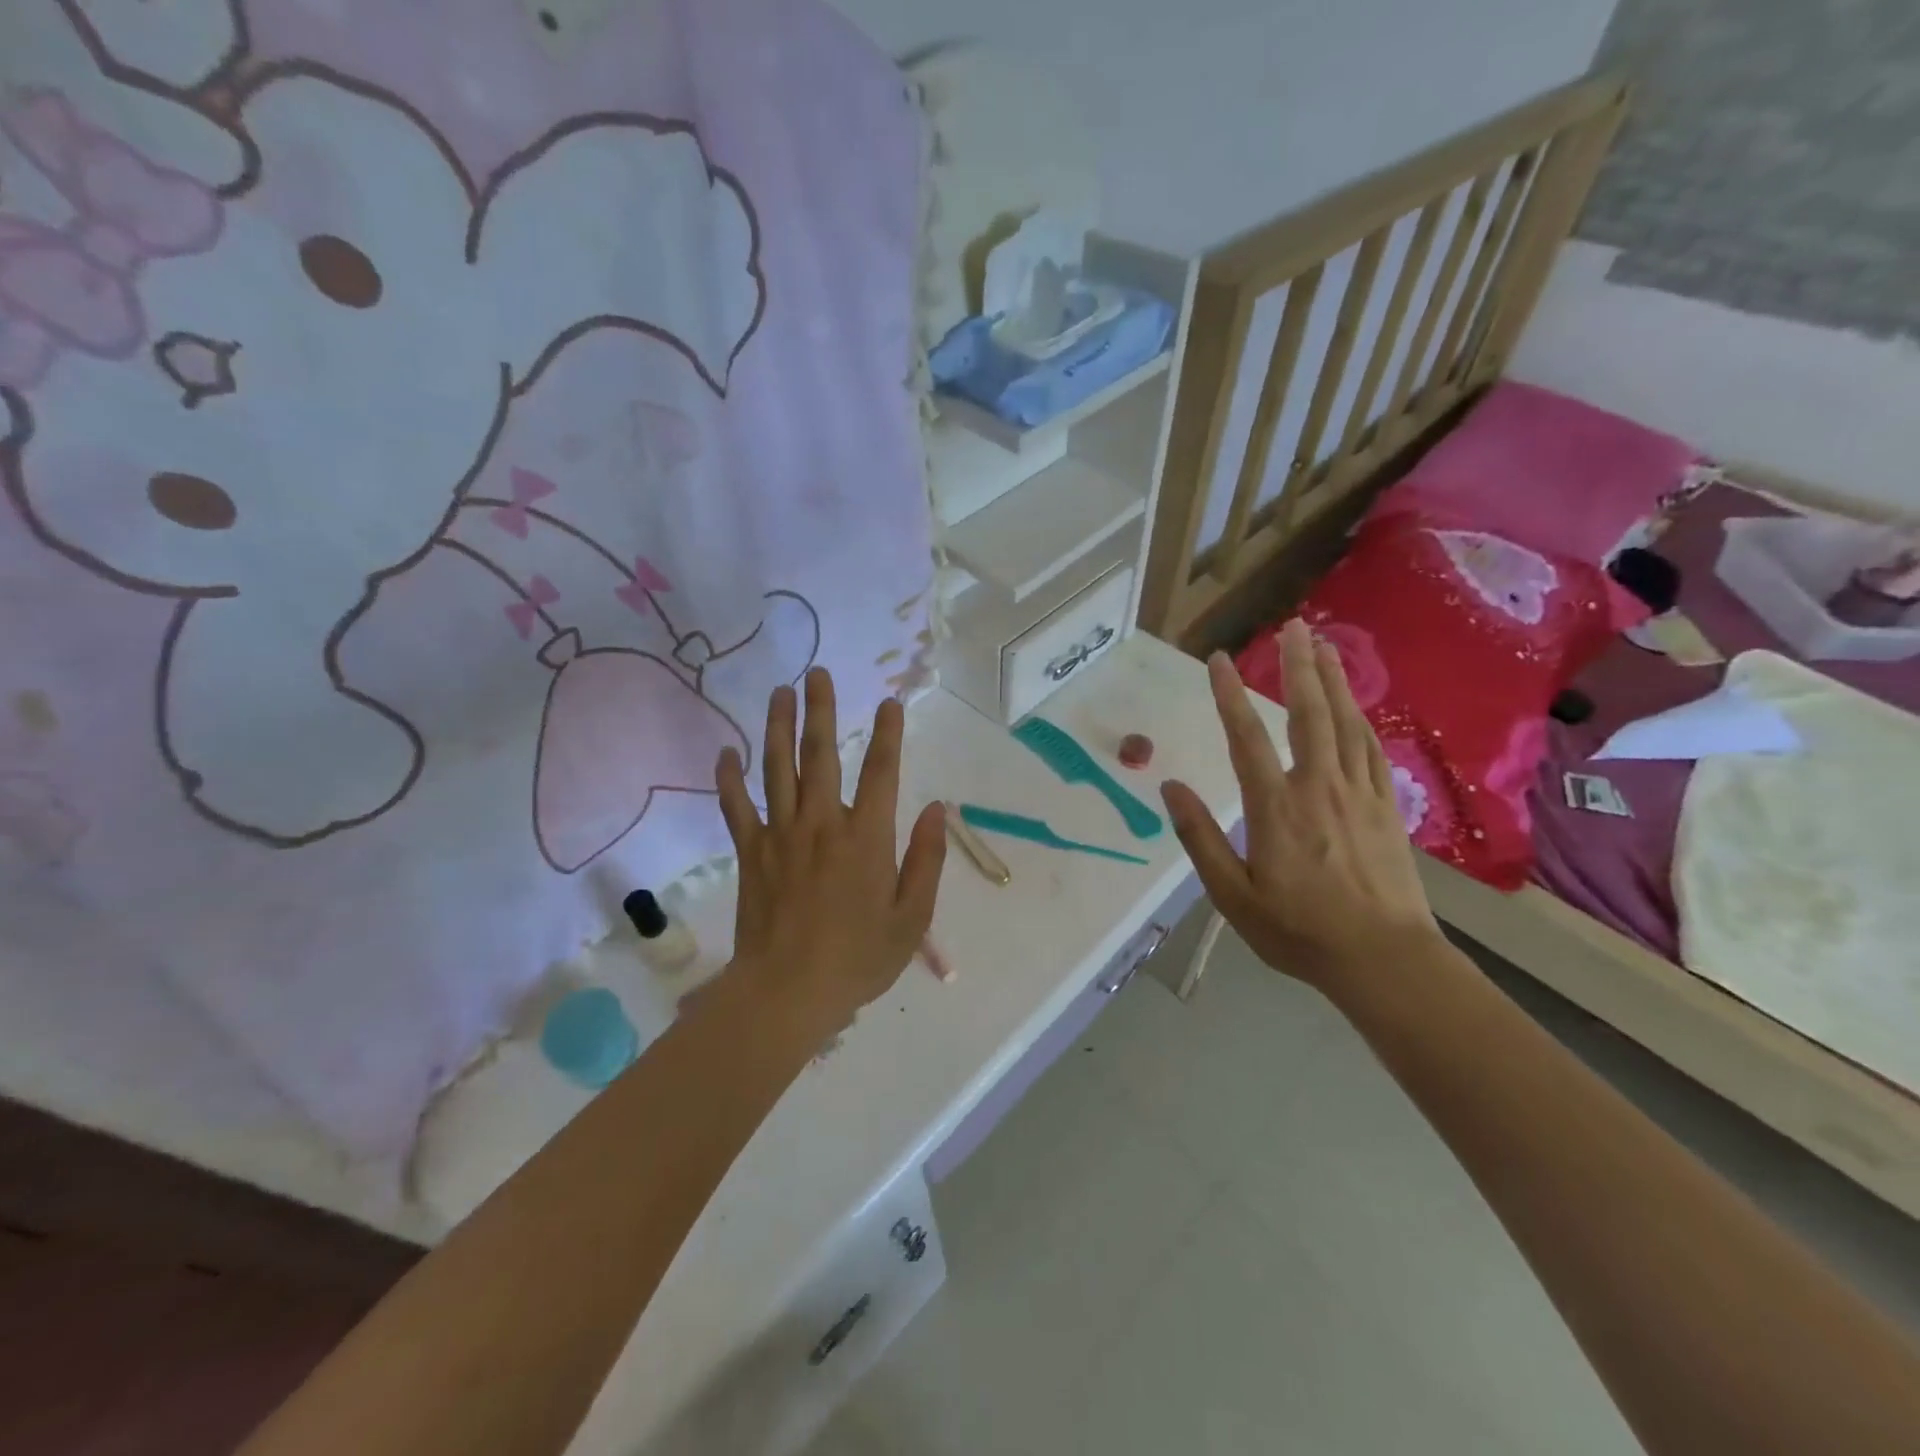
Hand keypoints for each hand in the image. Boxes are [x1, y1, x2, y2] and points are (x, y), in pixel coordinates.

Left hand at [714, 667, 946, 1037]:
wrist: (787, 993)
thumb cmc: (857, 959)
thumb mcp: (911, 918)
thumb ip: (926, 859)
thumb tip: (939, 808)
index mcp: (866, 837)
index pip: (881, 772)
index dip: (888, 734)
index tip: (890, 702)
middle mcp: (822, 824)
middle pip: (821, 755)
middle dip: (822, 710)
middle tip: (818, 673)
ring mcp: (781, 835)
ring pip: (777, 769)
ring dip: (779, 727)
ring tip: (780, 692)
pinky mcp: (751, 853)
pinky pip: (736, 807)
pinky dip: (729, 778)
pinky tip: (727, 752)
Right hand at [1160, 620, 1441, 997]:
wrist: (1384, 959)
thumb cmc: (1299, 931)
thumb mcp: (1233, 896)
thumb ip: (1200, 838)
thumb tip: (1171, 788)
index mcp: (1276, 808)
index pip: (1247, 738)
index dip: (1230, 696)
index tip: (1219, 660)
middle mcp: (1318, 787)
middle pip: (1309, 713)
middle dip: (1298, 666)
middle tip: (1294, 627)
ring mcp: (1358, 793)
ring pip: (1346, 722)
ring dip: (1334, 680)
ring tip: (1324, 646)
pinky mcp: (1386, 806)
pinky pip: (1371, 749)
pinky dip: (1361, 717)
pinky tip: (1356, 704)